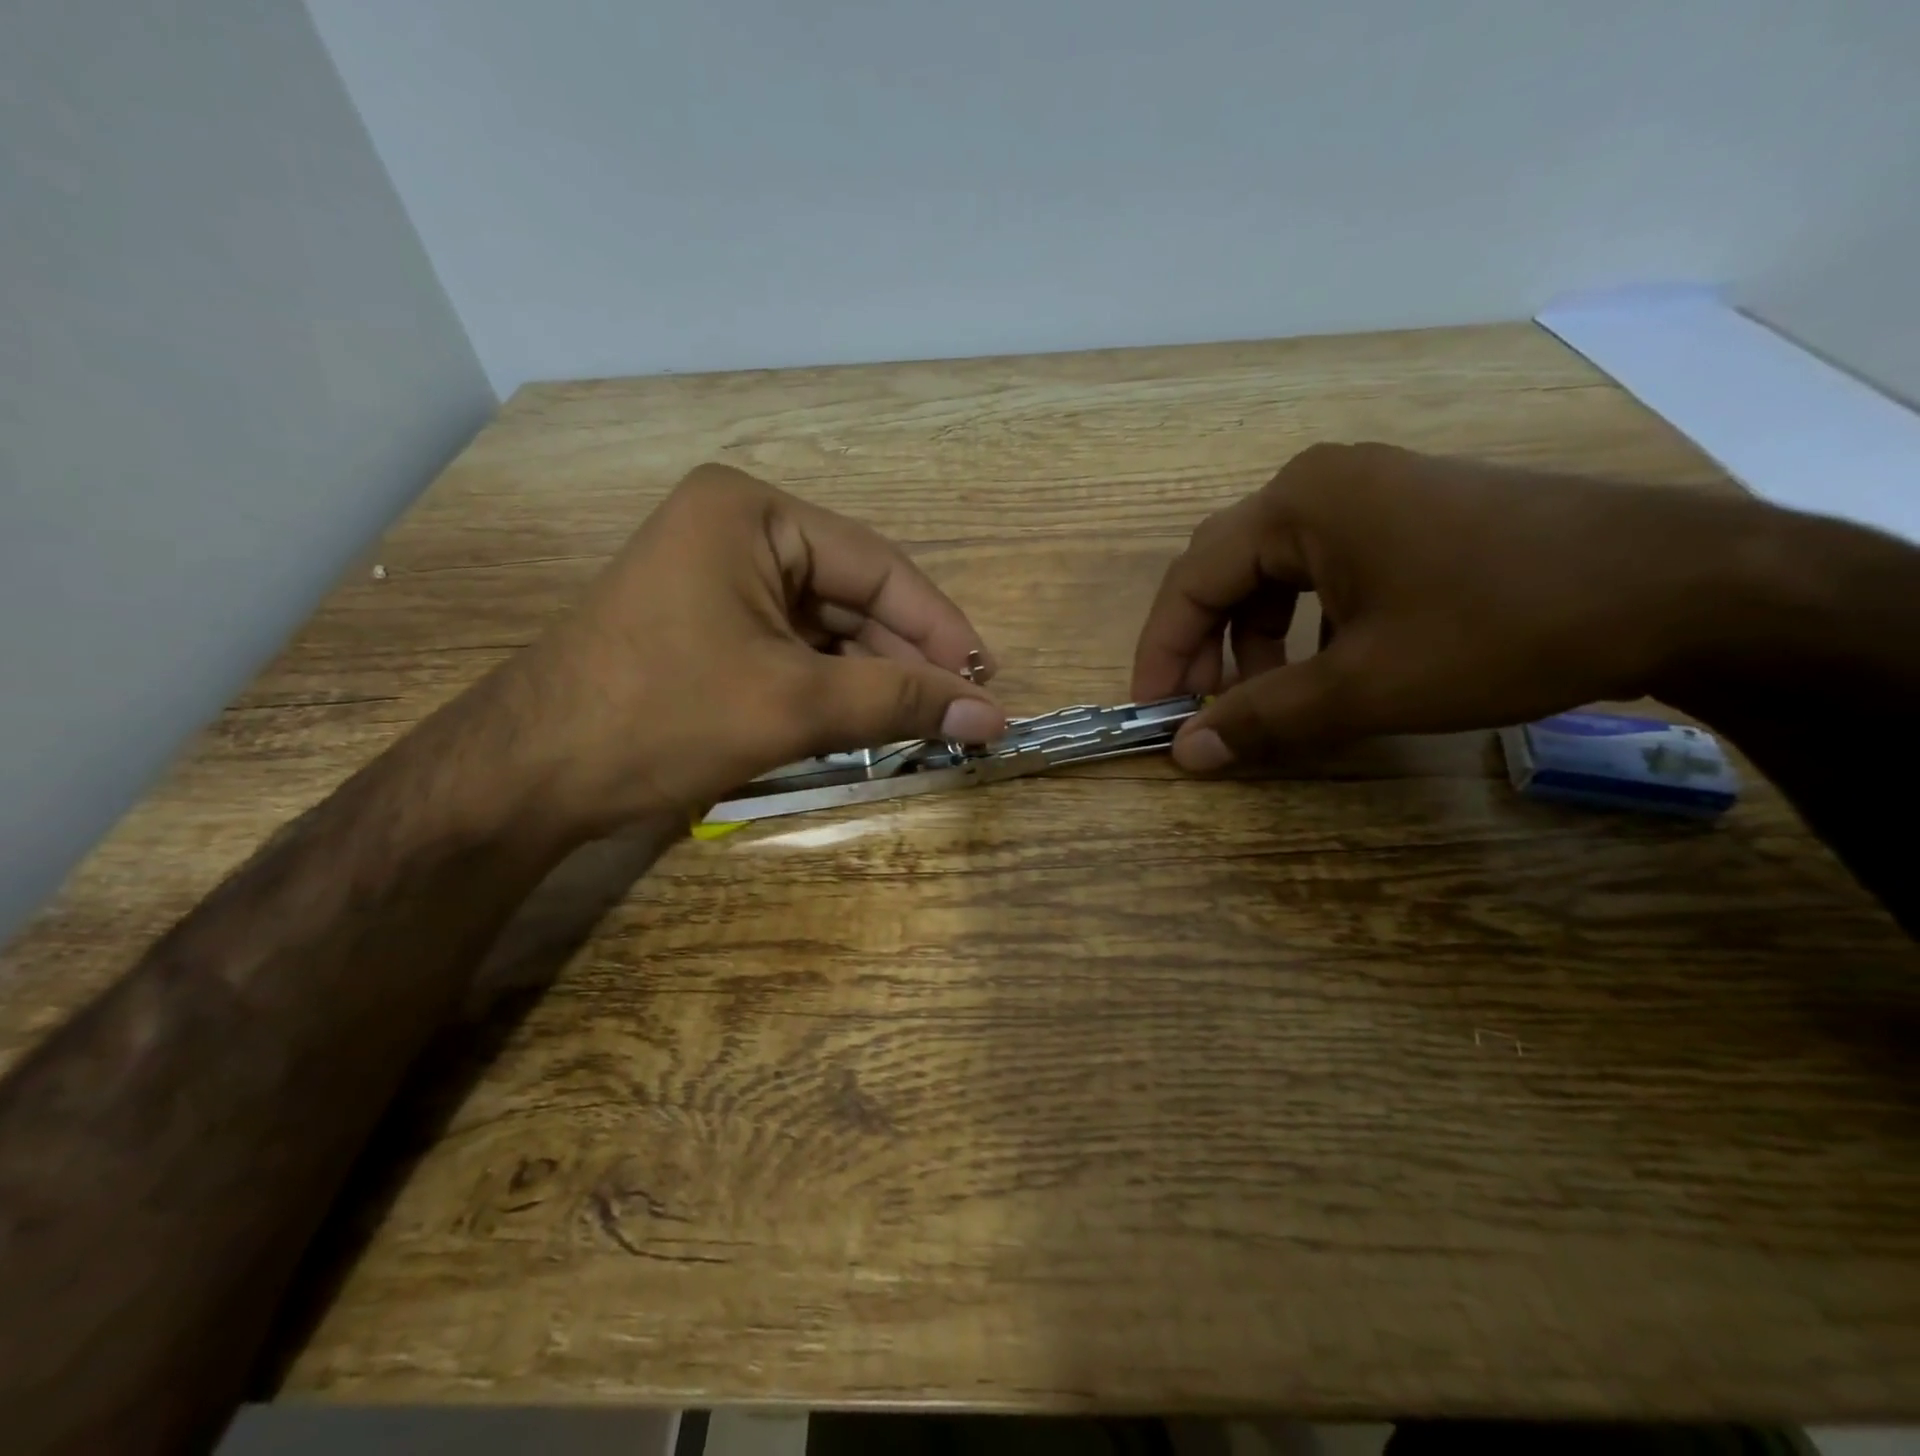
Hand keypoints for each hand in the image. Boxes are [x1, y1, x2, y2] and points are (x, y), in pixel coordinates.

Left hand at [497, 464, 1005, 830]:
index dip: (939, 626)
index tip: (987, 679)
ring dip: (873, 677)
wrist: (528, 775)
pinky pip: (793, 649)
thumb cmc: (661, 717)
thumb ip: (899, 701)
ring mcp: (719, 578)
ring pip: (826, 628)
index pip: (876, 566)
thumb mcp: (793, 705)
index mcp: (753, 514)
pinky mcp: (709, 625)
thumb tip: (993, 715)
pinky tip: (868, 721)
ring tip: (926, 725)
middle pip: (853, 595)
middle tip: (961, 712)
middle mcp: (738, 530)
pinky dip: (832, 686)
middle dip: (906, 657)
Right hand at [1131, 443, 1780, 770]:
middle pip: (1227, 571)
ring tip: (1271, 698)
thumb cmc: (1505, 626)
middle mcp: (1323, 484)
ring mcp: (1373, 494)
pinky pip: (1326, 572)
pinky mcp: (1412, 516)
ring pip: (1276, 574)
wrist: (1686, 587)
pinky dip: (1306, 626)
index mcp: (1298, 504)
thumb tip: (1185, 753)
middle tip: (1204, 710)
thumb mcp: (1368, 685)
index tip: (1152, 713)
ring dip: (1256, 641)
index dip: (1161, 651)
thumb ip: (1265, 718)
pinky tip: (1331, 667)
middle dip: (1206, 645)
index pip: (1191, 579)